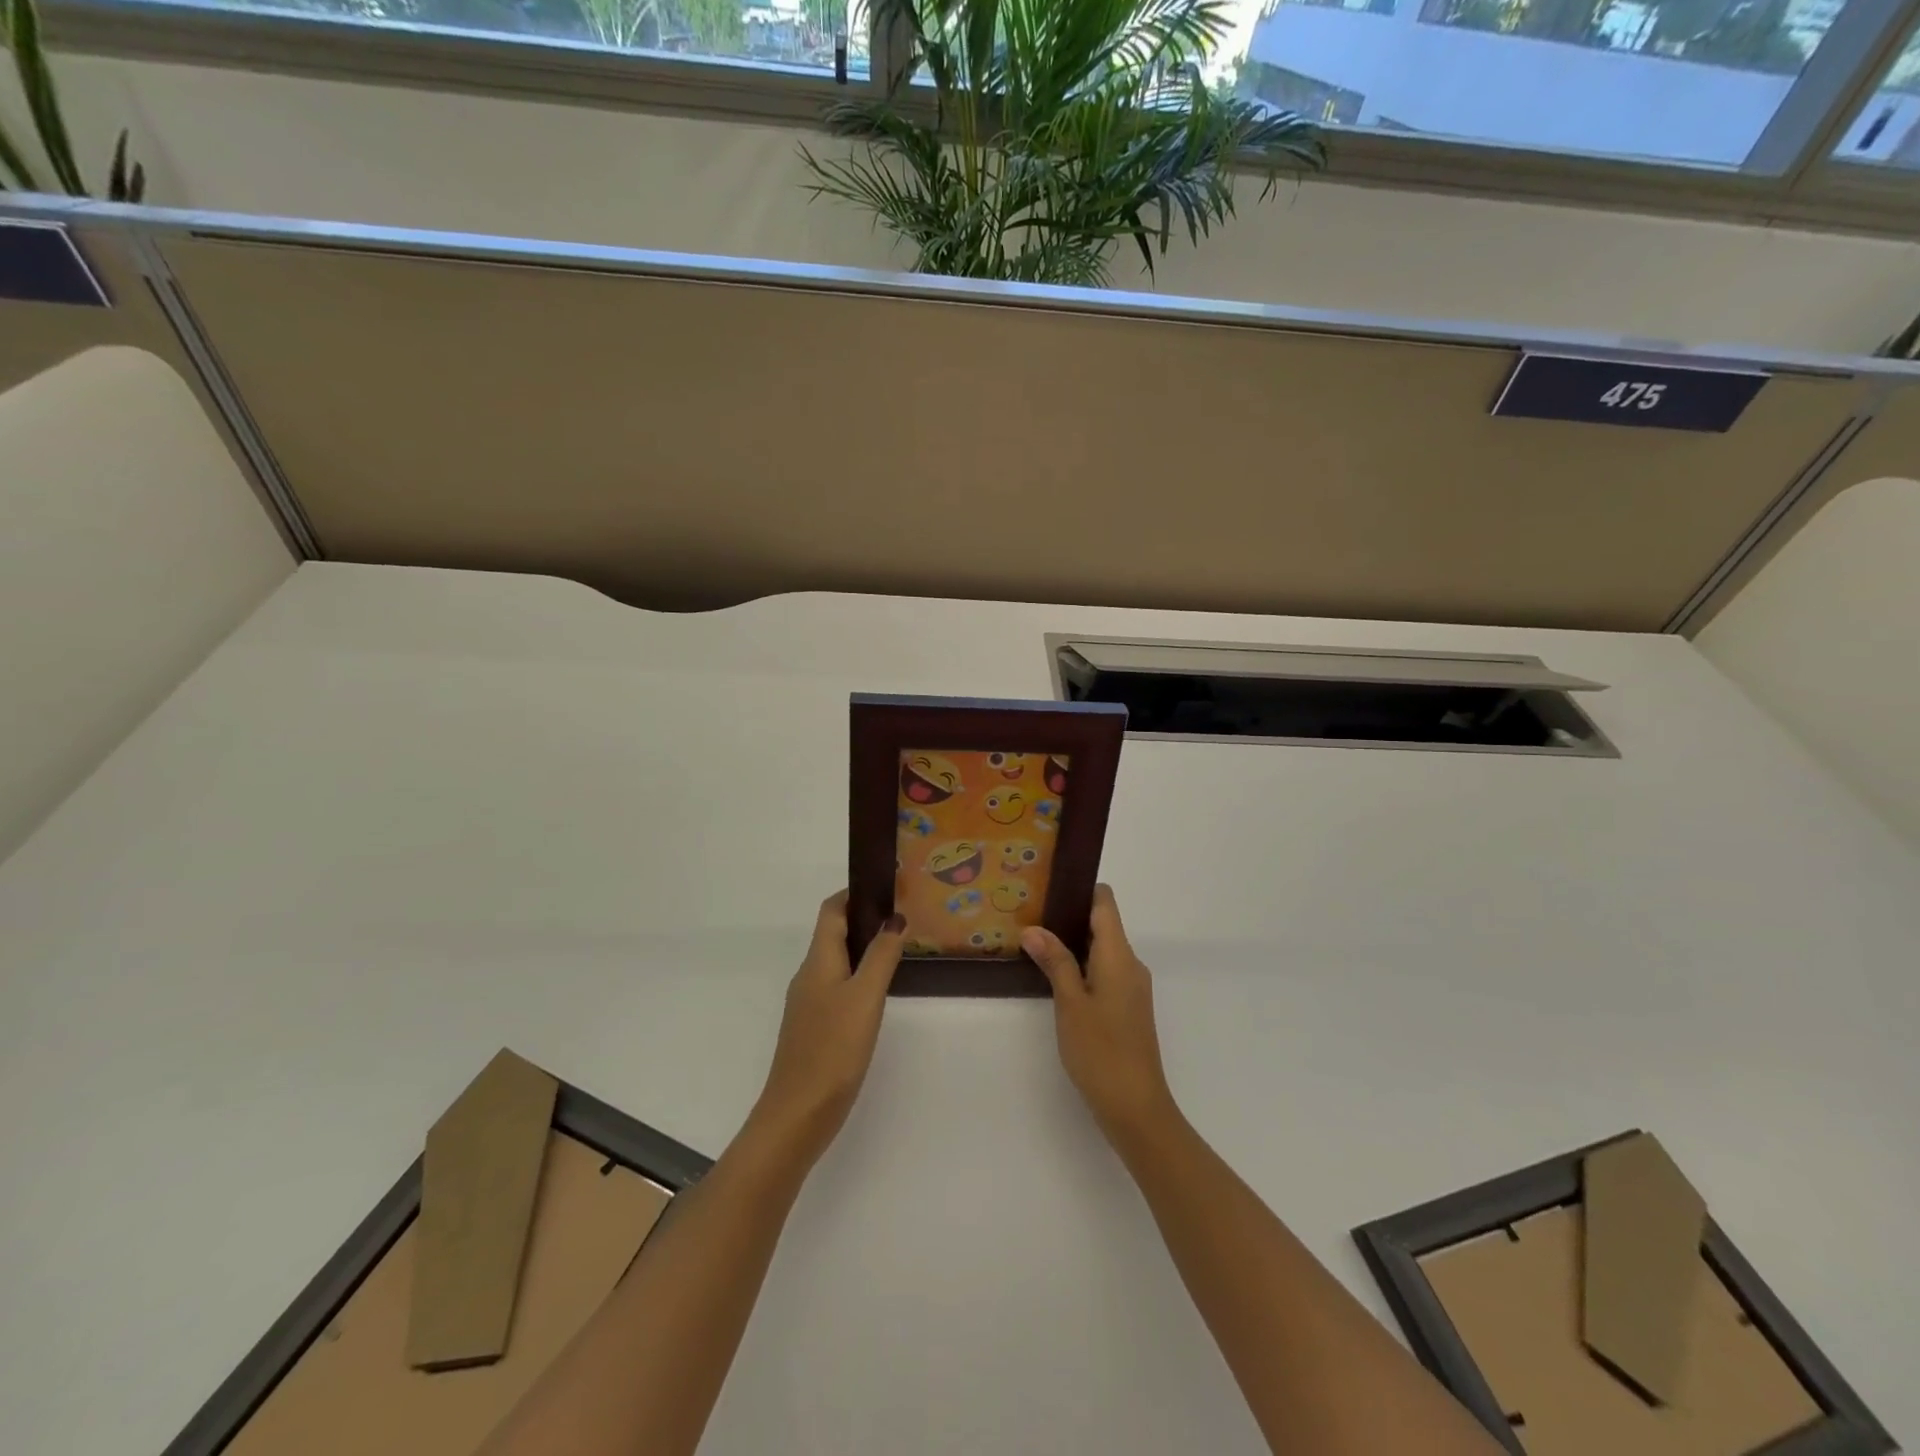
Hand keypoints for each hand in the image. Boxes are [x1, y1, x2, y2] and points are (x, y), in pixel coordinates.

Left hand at [747, 893, 905, 1168]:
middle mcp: (809, 976)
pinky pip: (838, 988)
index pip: (831, 911)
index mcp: (818, 961)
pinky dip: (859, 978)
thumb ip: (882, 956)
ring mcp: (809, 1004)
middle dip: (865, 921)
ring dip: (864, 950)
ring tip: (899, 951)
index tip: (886, 888)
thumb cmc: (833, 1049)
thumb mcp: (865, 998)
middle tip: (904, 920)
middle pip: (834, 934)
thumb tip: (895, 918)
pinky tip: (879, 994)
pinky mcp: (815, 1029)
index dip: (854, 894)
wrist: (797, 1115)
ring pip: (838, 963)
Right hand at [1020, 885, 1177, 1150]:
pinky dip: (1081, 966)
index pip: (1105, 903)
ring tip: (1034, 941)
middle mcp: (1130, 964)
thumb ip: (1055, 961)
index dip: (1080, 889)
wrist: (1136, 1107)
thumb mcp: (1070, 1003)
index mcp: (1119, 955)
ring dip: (1072, 943)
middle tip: (1028, 913)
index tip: (1048, 885)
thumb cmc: (1101, 1050)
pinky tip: (1054, 976)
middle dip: (1068, 916)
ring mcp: (1131, 987)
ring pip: (1102, 950)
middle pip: (1103, 924)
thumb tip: (1033, 928)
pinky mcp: (1128, 1007)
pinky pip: (1104, 971)